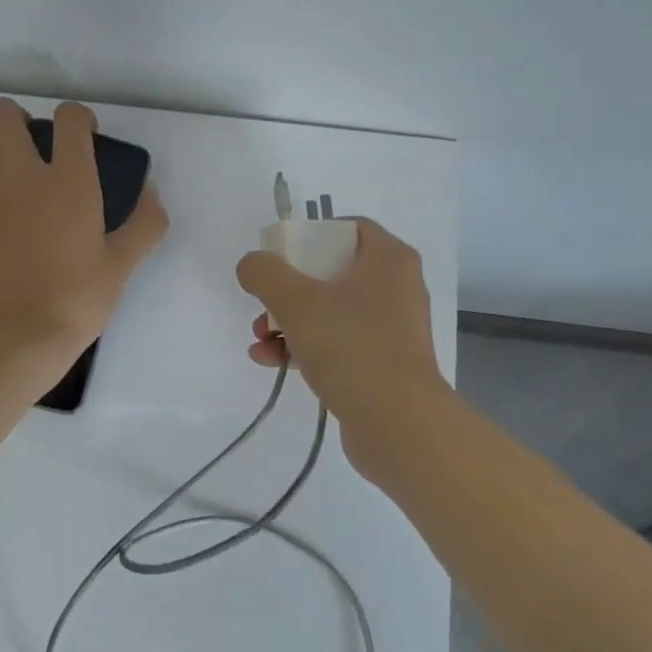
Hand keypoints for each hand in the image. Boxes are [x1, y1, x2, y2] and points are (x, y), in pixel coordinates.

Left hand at [0, 98, 168, 386]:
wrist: (14, 340)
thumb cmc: (76, 301)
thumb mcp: (122, 265)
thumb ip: (145, 223)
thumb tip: (152, 193)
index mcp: (68, 182)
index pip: (68, 117)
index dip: (79, 118)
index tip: (87, 138)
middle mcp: (22, 179)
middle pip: (3, 115)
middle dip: (20, 117)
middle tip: (42, 148)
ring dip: (2, 151)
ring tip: (25, 186)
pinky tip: (13, 235)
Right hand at [235, 218, 448, 473]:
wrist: (398, 424)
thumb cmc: (352, 348)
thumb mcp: (297, 302)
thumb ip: (265, 273)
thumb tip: (252, 265)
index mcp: (388, 259)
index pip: (347, 227)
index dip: (308, 236)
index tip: (279, 257)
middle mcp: (396, 286)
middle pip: (331, 271)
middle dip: (288, 290)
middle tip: (263, 306)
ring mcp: (391, 327)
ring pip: (330, 310)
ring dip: (289, 322)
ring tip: (260, 342)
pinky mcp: (382, 362)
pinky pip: (338, 342)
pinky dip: (306, 347)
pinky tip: (271, 362)